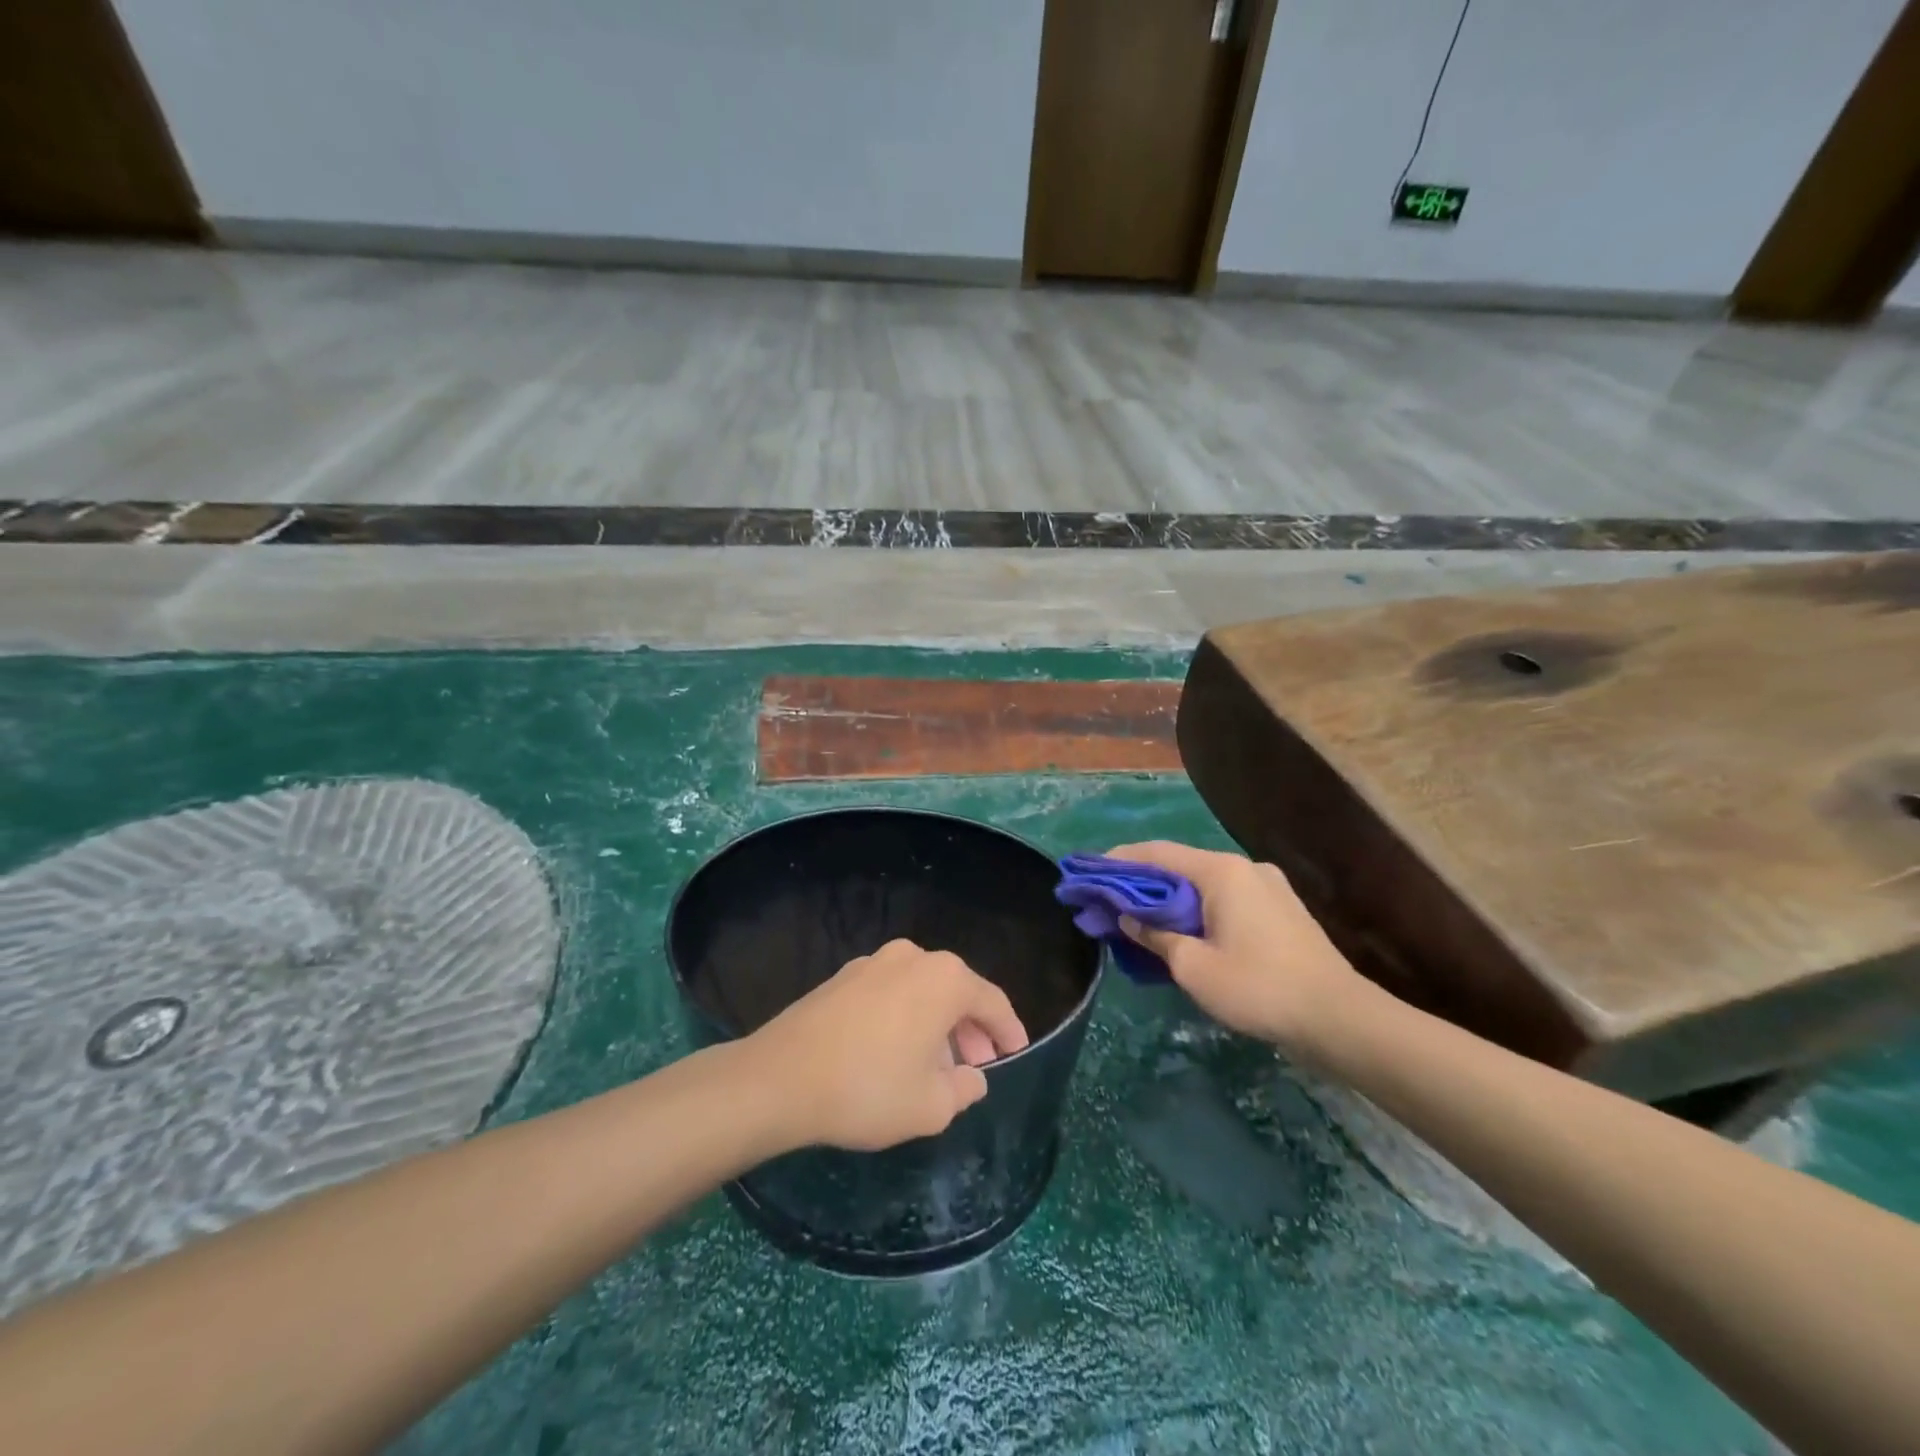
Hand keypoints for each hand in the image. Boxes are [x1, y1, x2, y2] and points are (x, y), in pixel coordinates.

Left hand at [744, 940, 1029, 1152]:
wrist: (779, 1078)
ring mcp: (874, 962)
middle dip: (971, 1030)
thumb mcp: (931, 1106)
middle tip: (976, 1066)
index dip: (1009, 1031)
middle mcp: (913, 957)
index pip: (992, 1002)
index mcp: (944, 978)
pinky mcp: (843, 976)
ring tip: (936, 1066)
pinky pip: (891, 993)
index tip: (1016, 1053)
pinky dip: (905, 1017)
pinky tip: (895, 1053)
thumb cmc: (868, 1089)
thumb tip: (972, 1076)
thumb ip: (965, 1089)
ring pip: (922, 991)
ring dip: (937, 1024)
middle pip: (957, 991)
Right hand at [1108, 841, 1368, 1054]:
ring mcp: (1267, 887)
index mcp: (1221, 871)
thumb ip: (1155, 936)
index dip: (1119, 861)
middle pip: (1179, 866)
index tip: (1090, 873)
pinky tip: (1182, 932)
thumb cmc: (1259, 988)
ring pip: (1203, 885)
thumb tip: (1129, 918)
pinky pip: (1225, 900)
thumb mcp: (1193, 967)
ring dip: (1169, 899)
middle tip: (1109, 902)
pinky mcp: (1280, 910)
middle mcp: (1244, 868)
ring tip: (1139, 920)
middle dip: (1141, 883)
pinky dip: (1196, 910)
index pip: (1157, 853)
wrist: (1340, 1018)